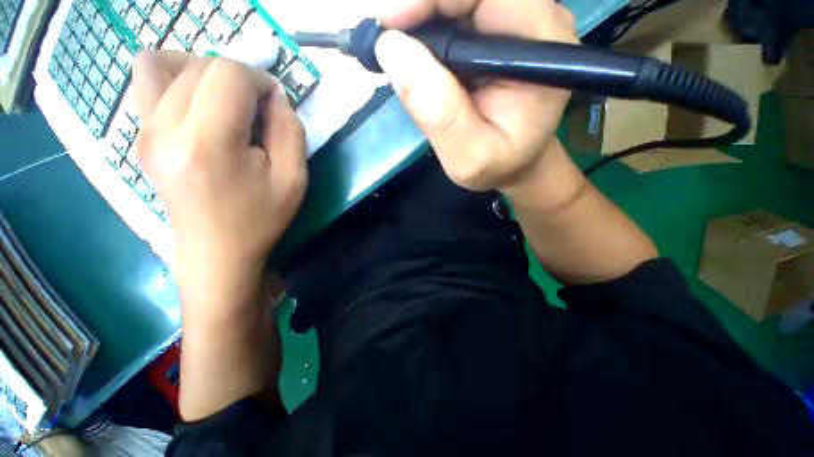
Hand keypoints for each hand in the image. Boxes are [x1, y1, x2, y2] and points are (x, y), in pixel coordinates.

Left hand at [132, 52, 306, 301]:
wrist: (217, 251)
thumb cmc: (261, 218)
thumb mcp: (294, 179)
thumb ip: (289, 130)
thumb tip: (274, 96)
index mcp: (208, 145)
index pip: (227, 75)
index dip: (259, 79)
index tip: (275, 103)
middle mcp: (163, 130)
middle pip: (199, 66)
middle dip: (237, 77)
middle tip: (256, 107)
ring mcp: (143, 133)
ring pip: (162, 63)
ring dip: (201, 70)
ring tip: (224, 99)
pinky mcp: (139, 137)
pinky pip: (146, 83)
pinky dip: (175, 79)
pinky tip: (198, 105)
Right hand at [376, 0, 576, 191]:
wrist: (514, 162)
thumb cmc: (497, 165)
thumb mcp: (468, 156)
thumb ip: (439, 114)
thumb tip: (391, 50)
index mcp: (540, 48)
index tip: (391, 27)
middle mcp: (537, 21)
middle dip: (423, 6)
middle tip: (388, 40)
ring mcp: (520, 20)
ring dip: (423, 16)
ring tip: (398, 51)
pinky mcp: (501, 28)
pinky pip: (460, 10)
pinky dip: (429, 24)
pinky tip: (415, 53)